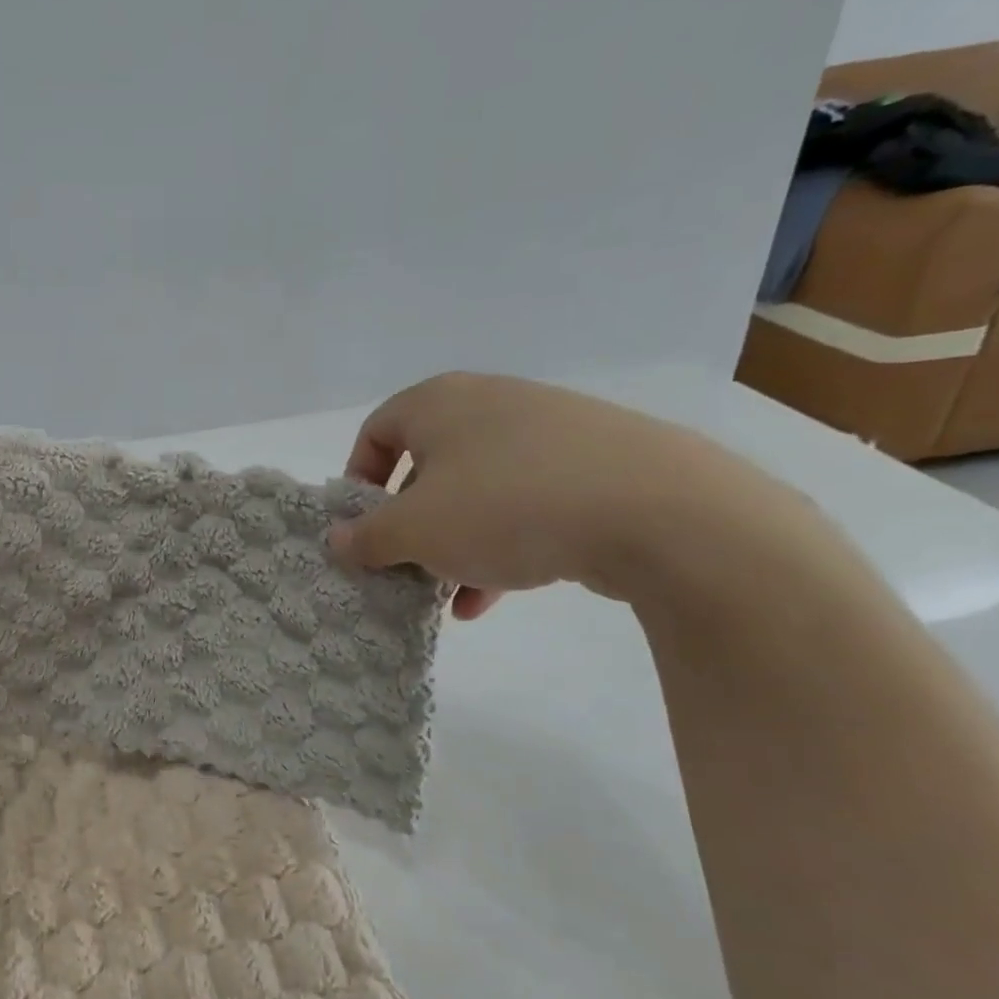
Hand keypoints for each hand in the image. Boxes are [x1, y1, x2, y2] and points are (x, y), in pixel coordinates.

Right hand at [329, 373, 796, 617]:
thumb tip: (337, 541)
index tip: (363, 529)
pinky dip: (502, 544)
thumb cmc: (506, 507)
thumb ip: (366, 537)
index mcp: (440, 402)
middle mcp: (491, 403)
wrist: (661, 511)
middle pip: (427, 466)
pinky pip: (527, 502)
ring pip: (478, 491)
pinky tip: (496, 596)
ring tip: (449, 595)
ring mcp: (549, 430)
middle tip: (406, 566)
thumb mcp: (415, 531)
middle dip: (410, 524)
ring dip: (454, 544)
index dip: (359, 482)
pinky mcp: (596, 463)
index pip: (376, 431)